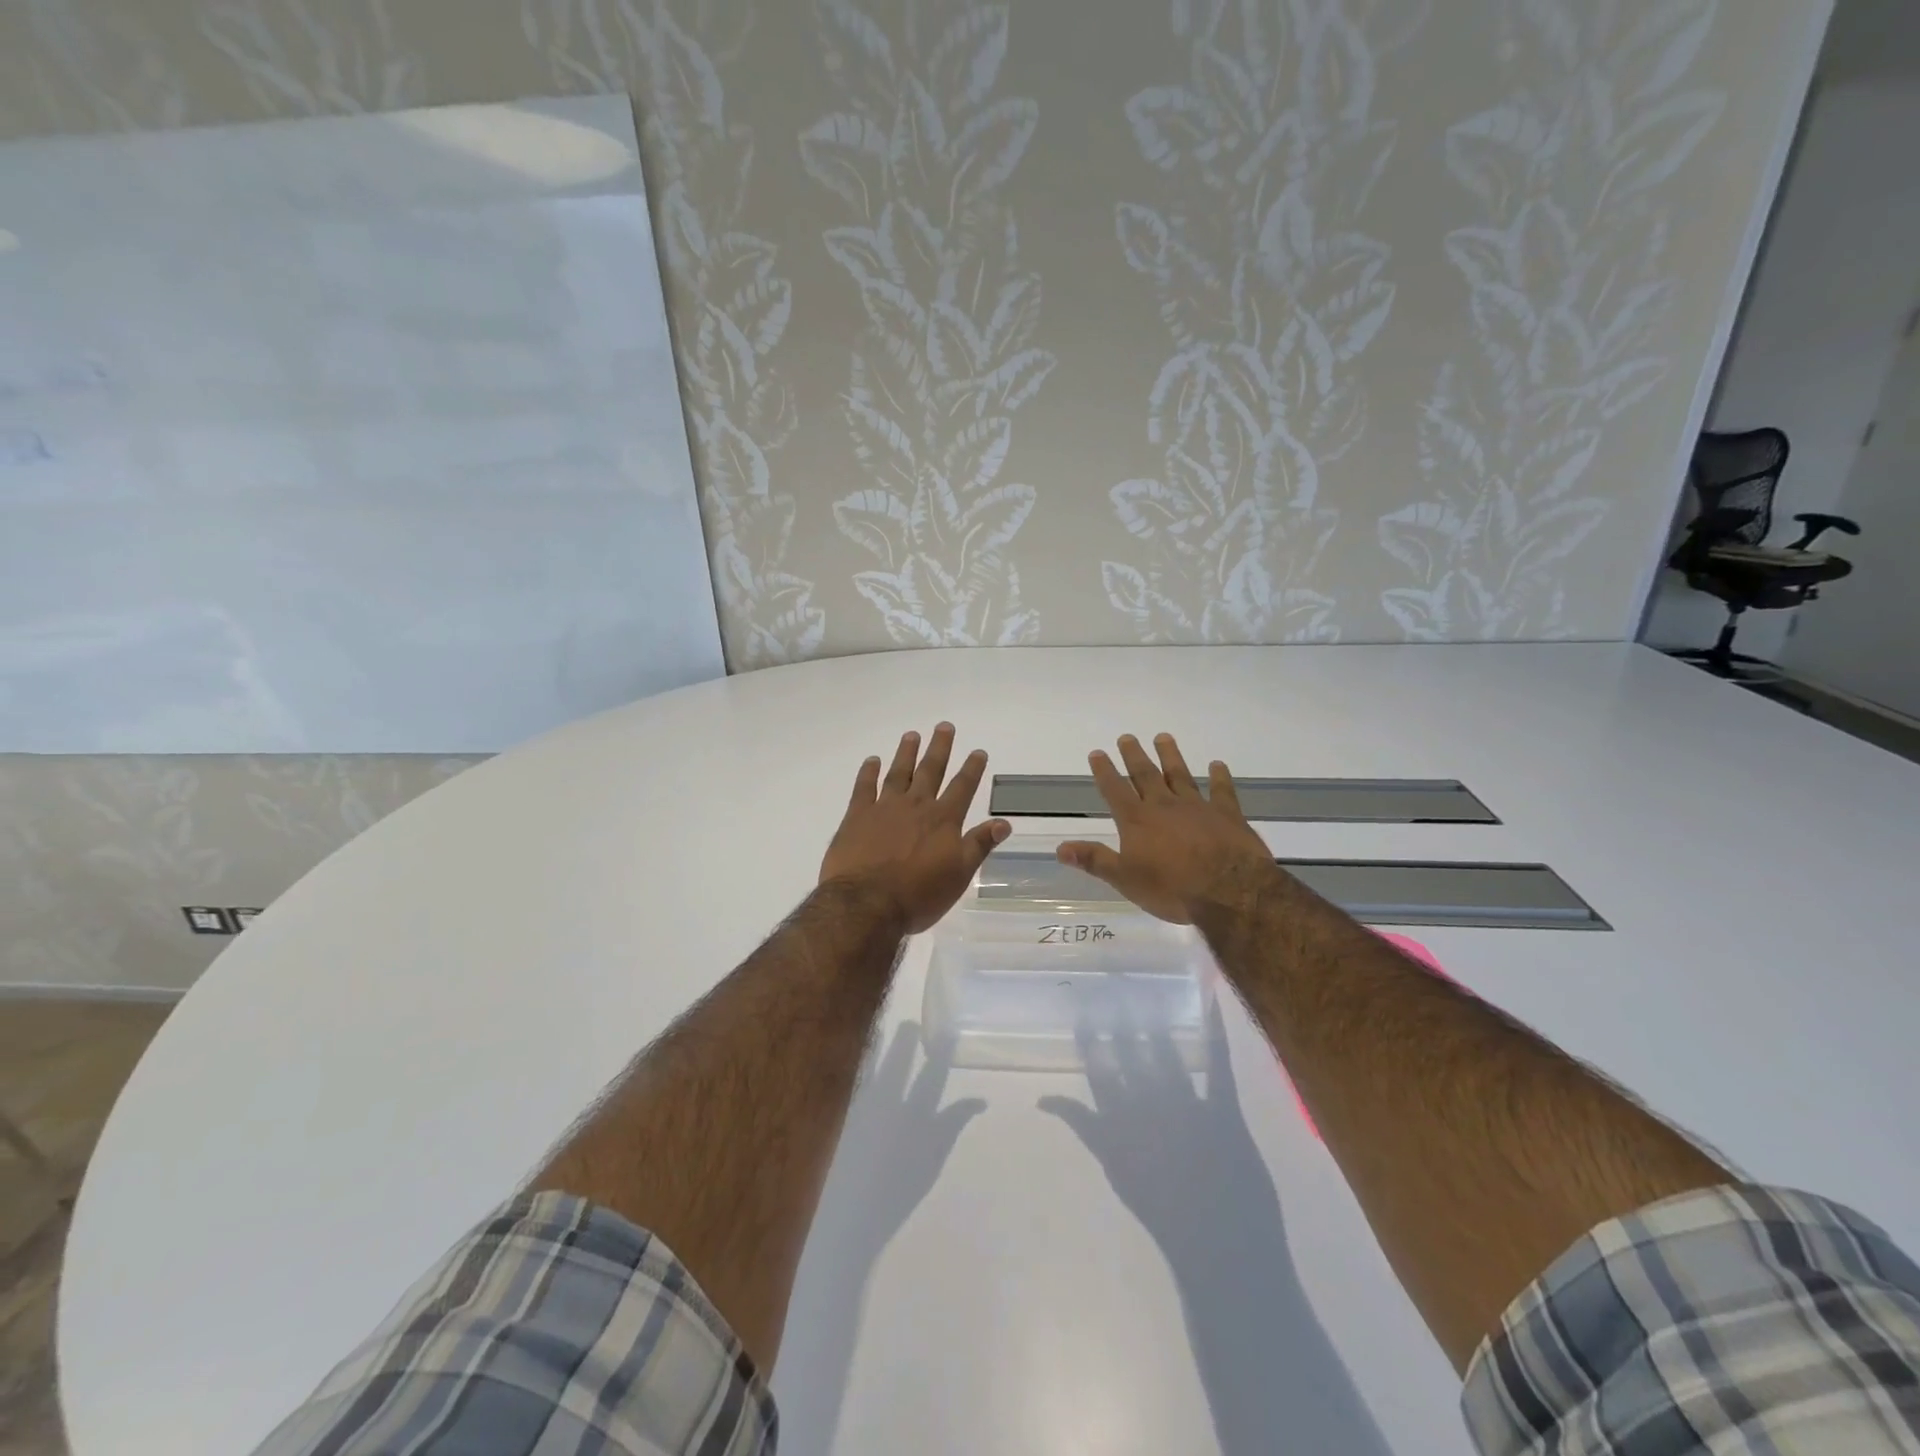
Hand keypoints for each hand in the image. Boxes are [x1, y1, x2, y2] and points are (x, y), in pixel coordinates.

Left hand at [819, 723, 1010, 933]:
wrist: (867, 904)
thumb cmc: (919, 895)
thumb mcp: (959, 874)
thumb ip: (979, 845)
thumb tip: (1004, 822)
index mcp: (943, 820)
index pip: (962, 788)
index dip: (972, 769)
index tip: (978, 751)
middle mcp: (916, 806)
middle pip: (930, 770)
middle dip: (939, 748)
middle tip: (944, 726)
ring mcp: (884, 808)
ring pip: (898, 773)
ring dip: (906, 753)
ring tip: (912, 735)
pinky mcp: (856, 816)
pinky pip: (864, 787)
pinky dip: (868, 772)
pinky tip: (872, 760)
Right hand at [1057, 733, 1276, 923]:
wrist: (1229, 891)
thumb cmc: (1172, 889)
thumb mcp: (1125, 879)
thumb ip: (1094, 860)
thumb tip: (1060, 848)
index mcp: (1137, 820)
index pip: (1115, 790)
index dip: (1104, 771)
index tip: (1097, 753)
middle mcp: (1164, 806)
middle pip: (1146, 775)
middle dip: (1134, 756)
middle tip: (1127, 737)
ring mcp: (1197, 807)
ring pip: (1180, 775)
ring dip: (1170, 756)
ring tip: (1163, 737)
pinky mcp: (1227, 815)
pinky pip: (1222, 791)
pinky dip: (1219, 777)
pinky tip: (1217, 765)